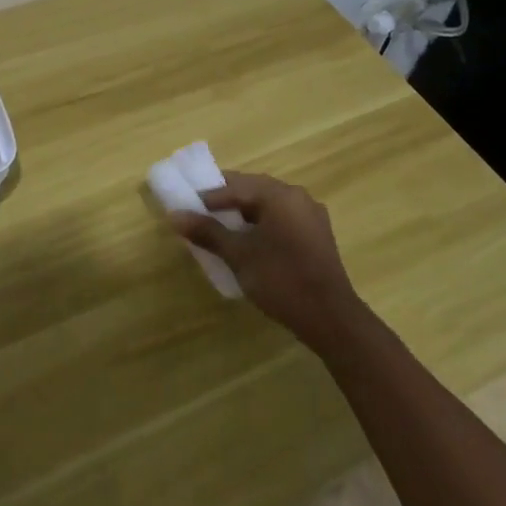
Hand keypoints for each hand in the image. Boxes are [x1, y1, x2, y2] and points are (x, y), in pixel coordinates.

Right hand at [170, 171, 363, 350]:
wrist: (330, 319)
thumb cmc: (281, 279)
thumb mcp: (238, 255)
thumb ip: (207, 232)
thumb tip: (174, 215)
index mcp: (279, 195)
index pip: (235, 186)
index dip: (208, 196)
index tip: (187, 207)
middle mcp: (298, 197)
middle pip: (253, 190)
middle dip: (226, 200)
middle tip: (200, 212)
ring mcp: (311, 216)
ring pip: (268, 205)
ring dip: (243, 213)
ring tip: (221, 227)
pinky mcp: (316, 235)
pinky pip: (281, 219)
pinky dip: (261, 224)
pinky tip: (248, 241)